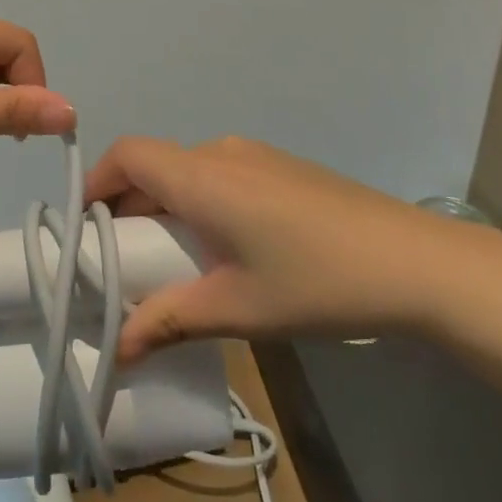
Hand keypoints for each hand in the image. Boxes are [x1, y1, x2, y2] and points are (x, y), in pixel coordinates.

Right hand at [84, 135, 475, 361]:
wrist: (416, 263)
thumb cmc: (316, 281)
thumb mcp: (236, 308)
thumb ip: (168, 321)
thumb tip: (117, 349)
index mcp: (202, 176)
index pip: (127, 154)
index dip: (96, 181)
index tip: (84, 229)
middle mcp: (222, 153)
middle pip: (155, 165)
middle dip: (128, 206)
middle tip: (122, 260)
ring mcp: (257, 156)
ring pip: (188, 170)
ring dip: (167, 206)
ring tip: (171, 261)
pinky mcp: (283, 168)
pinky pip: (220, 174)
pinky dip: (200, 201)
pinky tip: (224, 248)